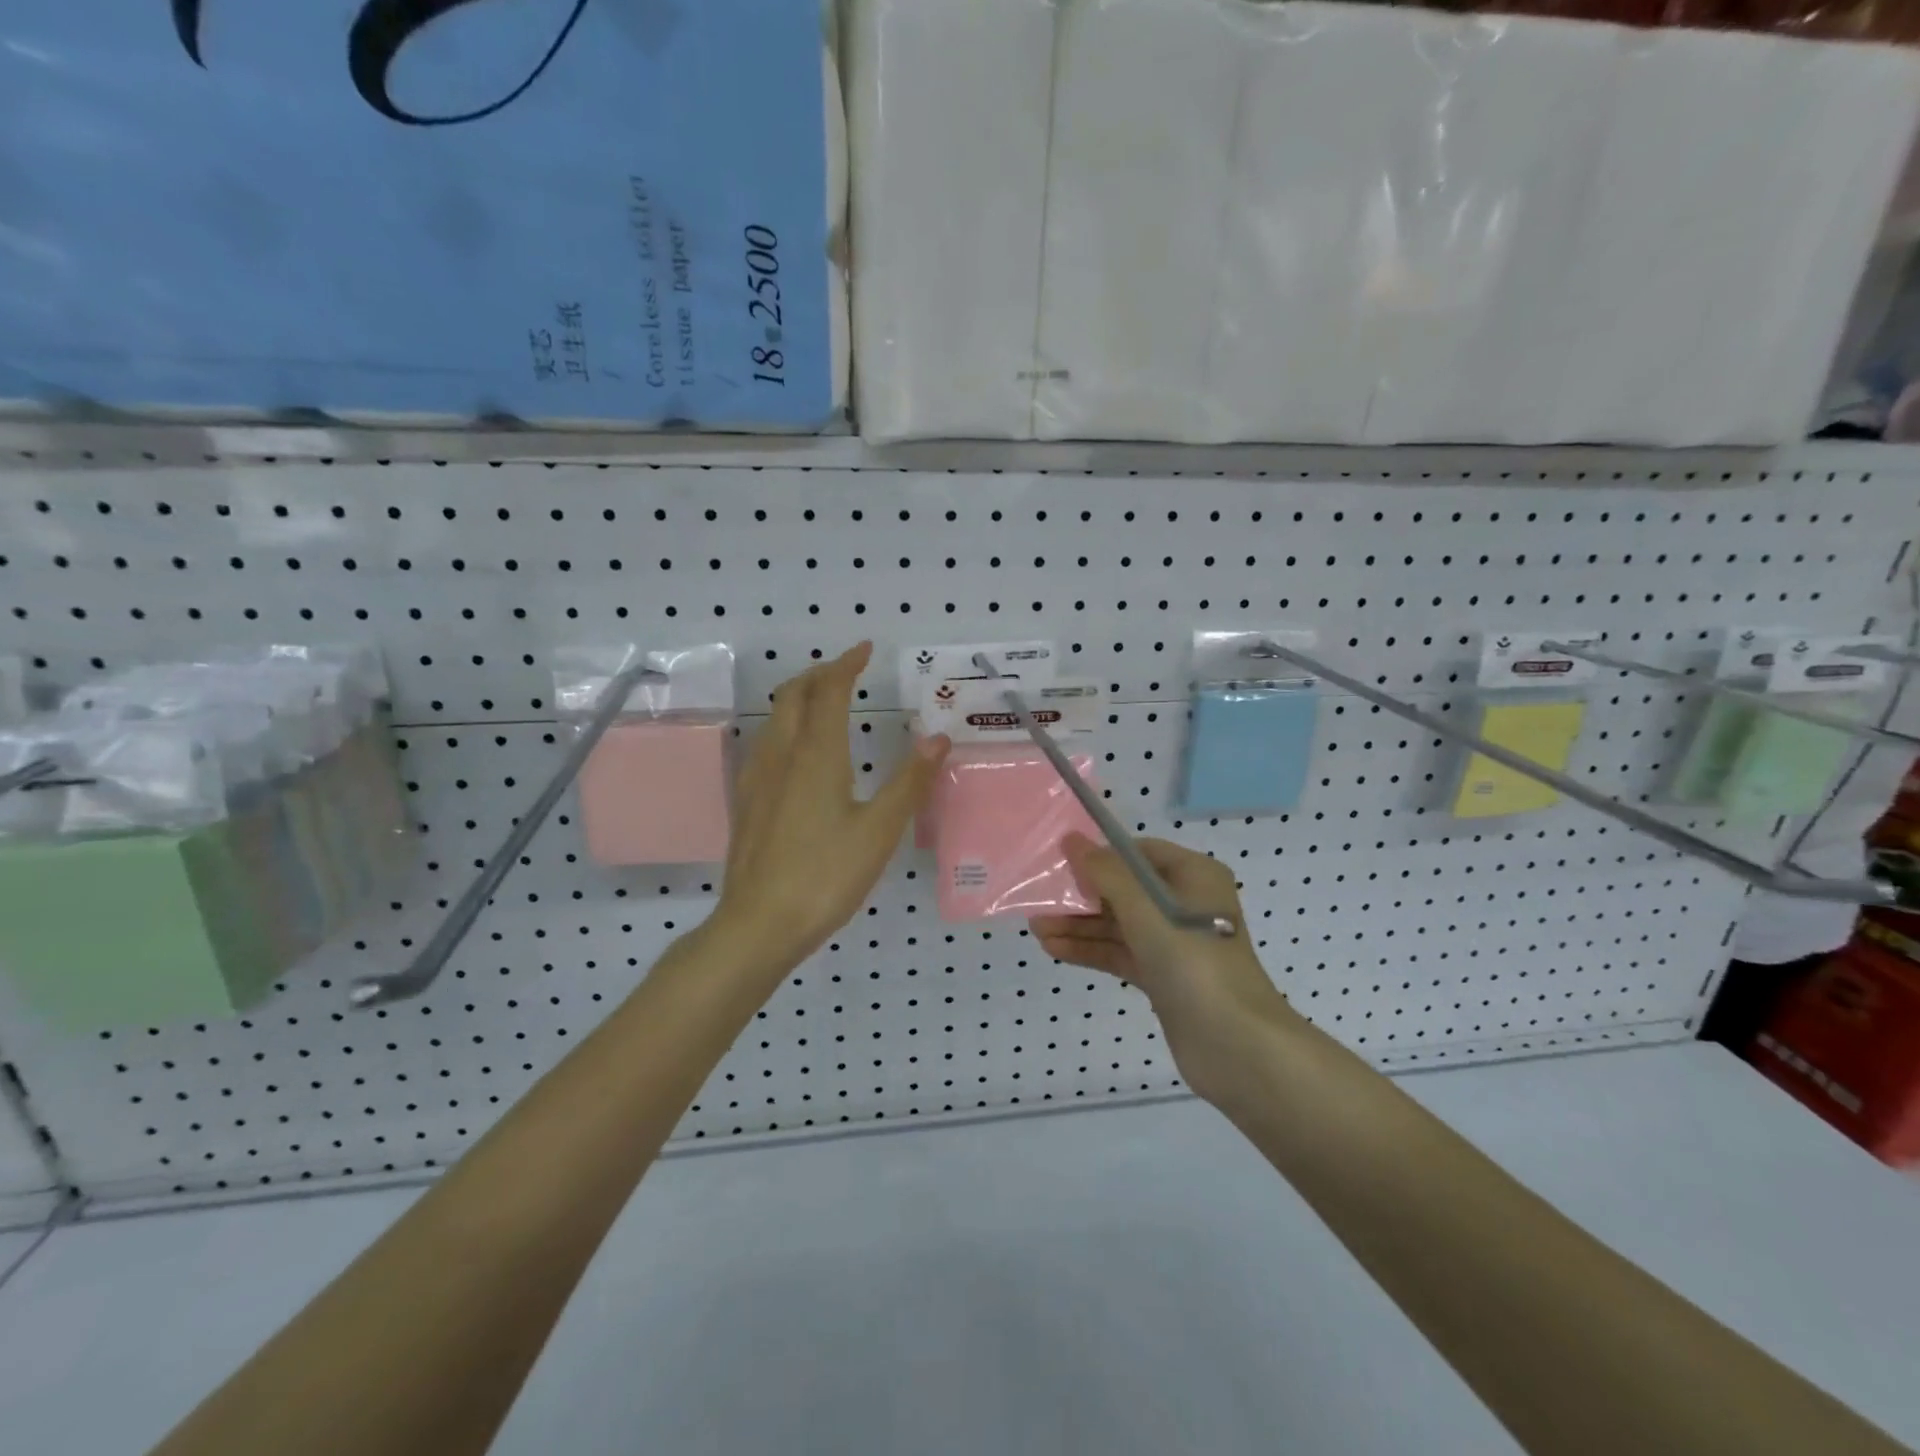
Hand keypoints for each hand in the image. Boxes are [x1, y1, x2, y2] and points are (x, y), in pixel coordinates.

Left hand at [713, 642, 949, 976]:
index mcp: (815, 754)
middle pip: (793, 695)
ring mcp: (757, 778)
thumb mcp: (880, 830)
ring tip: (824, 703)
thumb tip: (938, 738)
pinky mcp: (747, 801)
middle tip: (847, 672)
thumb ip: (910, 781)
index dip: (846, 664)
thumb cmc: (826, 875)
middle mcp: (781, 755)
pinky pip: (765, 744)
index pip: (828, 690)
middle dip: (819, 674)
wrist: (759, 924)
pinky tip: (798, 753)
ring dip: (799, 698)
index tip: (865, 650)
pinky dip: (786, 726)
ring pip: (774, 718)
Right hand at [1032, 834, 1296, 1103]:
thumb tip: (1071, 840)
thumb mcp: (1145, 908)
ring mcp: (1174, 942)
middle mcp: (1185, 904)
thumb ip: (1105, 873)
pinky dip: (1090, 950)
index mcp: (1193, 876)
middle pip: (1124, 889)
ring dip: (1079, 925)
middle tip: (1039, 898)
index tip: (1060, 863)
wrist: (1237, 1046)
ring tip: (1036, 928)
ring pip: (1118, 924)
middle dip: (1082, 895)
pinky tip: (1053, 949)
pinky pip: (1120, 953)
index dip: (1100, 855)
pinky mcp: (1163, 976)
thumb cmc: (1193, 961)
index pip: (1138, 853)